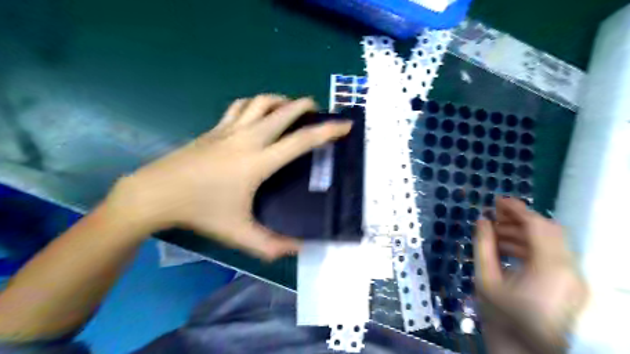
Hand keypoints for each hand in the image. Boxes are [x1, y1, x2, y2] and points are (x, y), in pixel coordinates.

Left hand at [109, 94, 351, 259]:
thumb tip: (299, 250)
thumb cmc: (201, 212)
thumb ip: (271, 245)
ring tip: (290, 108)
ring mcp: (229, 129)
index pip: (301, 141)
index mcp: (259, 161)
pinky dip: (256, 103)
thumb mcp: (239, 233)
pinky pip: (240, 106)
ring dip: (280, 100)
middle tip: (318, 111)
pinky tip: (258, 113)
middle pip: (283, 111)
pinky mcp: (215, 128)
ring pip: (260, 101)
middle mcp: (248, 138)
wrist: (156, 193)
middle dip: (305, 105)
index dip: (327, 131)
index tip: (344, 125)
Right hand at [476, 198, 588, 352]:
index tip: (496, 200)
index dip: (517, 209)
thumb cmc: (503, 320)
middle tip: (494, 215)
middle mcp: (570, 270)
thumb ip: (483, 246)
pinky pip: (551, 256)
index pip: (538, 226)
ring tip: (496, 233)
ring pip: (551, 243)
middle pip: (549, 231)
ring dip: (523, 233)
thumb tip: (481, 221)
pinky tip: (507, 249)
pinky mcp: (570, 285)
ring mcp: (573, 279)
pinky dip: (530, 247)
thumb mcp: (486, 280)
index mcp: (551, 269)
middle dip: (520, 219)